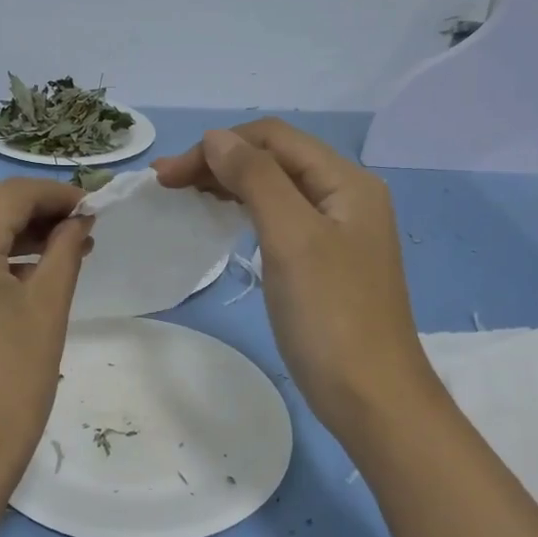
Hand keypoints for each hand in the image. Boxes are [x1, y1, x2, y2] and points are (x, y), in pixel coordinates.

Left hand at [0, 178, 90, 507]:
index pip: (8, 194)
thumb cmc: (7, 391)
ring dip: (7, 225)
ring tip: (56, 250)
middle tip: (75, 230)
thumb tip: (79, 221)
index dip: (55, 194)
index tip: (94, 208)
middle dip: (30, 205)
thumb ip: (63, 254)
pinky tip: (19, 272)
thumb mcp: (45, 314)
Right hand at [153, 119, 437, 442]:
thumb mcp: (291, 238)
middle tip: (166, 183)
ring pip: (277, 188)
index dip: (218, 146)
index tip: (169, 175)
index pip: (275, 138)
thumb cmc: (330, 316)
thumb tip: (217, 138)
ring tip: (186, 194)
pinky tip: (225, 219)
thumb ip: (256, 179)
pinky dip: (247, 210)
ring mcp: (338, 231)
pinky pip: (282, 219)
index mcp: (347, 181)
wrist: (371, 397)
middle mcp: (347, 196)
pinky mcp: (326, 262)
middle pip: (277, 159)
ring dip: (231, 184)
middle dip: (220, 161)